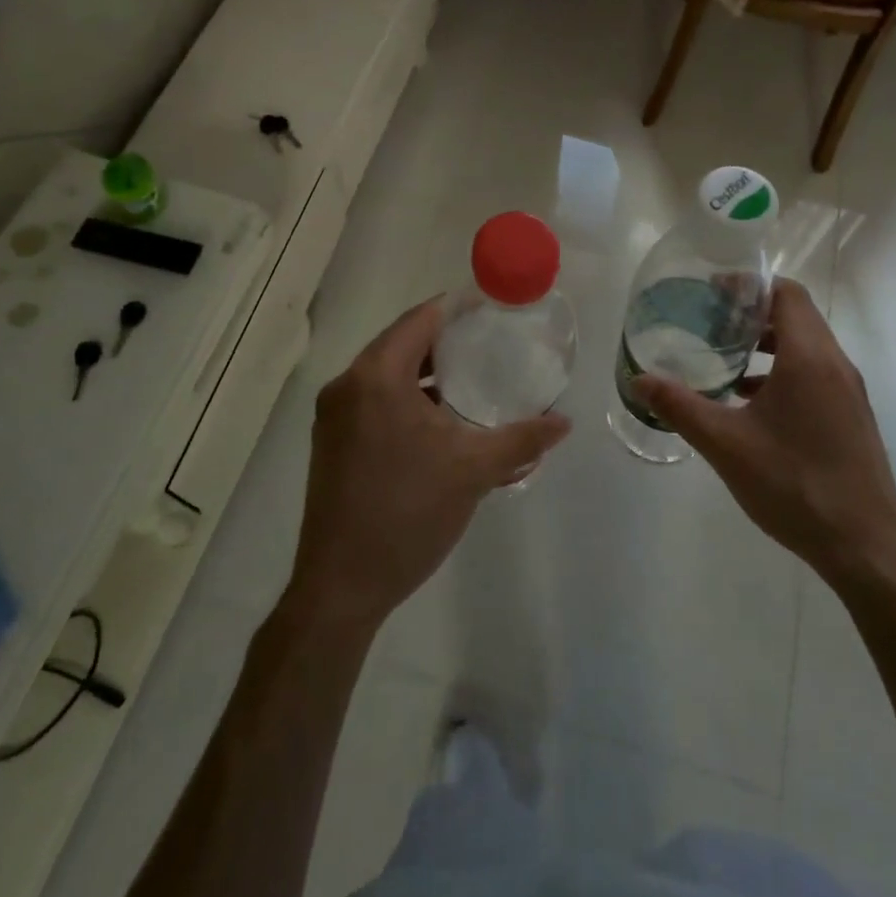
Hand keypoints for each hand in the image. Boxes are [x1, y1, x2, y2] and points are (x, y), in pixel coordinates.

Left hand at [287, 299, 570, 633]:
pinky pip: (376, 401)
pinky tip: (443, 421)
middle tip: (492, 344)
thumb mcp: (473, 472)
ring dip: (429, 373)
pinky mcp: (332, 442)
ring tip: (475, 380)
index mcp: (376, 377)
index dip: (459, 308)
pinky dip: (409, 399)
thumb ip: (522, 440)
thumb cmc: (407, 515)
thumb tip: (563, 421)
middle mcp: (347, 385)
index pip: (421, 319)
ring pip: (388, 375)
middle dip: (448, 341)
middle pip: (403, 343)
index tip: (495, 309)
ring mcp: (334, 415)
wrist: (341, 587)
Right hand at [634, 279, 895, 579]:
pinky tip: (750, 403)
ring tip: (725, 358)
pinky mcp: (851, 417)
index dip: (750, 284)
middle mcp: (836, 366)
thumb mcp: (726, 445)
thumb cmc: (794, 485)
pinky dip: (783, 372)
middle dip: (753, 313)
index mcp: (810, 359)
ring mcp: (849, 393)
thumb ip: (680, 407)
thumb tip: (639, 380)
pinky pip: (815, 374)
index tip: (713, 291)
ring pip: (807, 347)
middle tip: (710, 321)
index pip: (787, 294)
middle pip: (797, 316)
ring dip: (768, 344)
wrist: (865, 548)